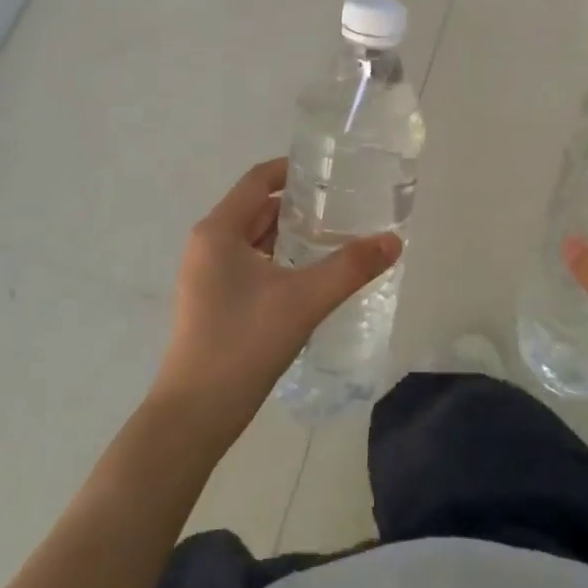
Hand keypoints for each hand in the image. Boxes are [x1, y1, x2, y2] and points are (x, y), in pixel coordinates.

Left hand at [153, 159, 400, 439]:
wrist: (193, 417)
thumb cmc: (243, 343)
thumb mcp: (304, 300)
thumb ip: (350, 267)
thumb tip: (393, 241)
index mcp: (219, 230)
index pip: (258, 179)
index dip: (292, 170)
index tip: (330, 173)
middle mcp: (207, 245)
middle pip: (257, 209)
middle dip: (298, 206)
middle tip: (342, 208)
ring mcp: (206, 276)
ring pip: (253, 240)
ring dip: (289, 236)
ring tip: (333, 240)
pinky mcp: (211, 302)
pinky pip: (248, 265)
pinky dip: (278, 261)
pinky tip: (308, 279)